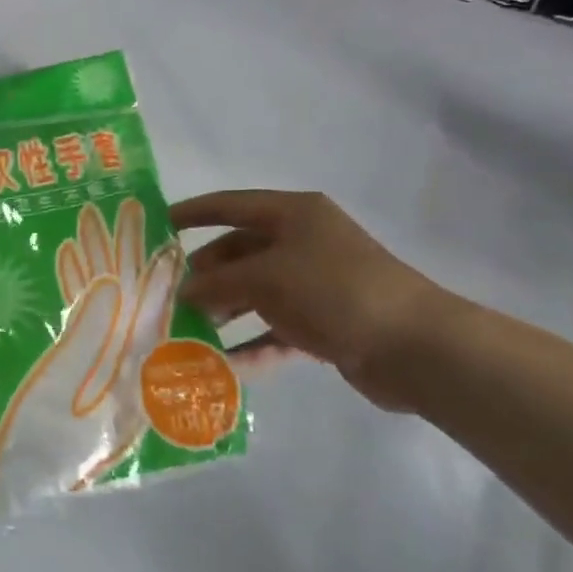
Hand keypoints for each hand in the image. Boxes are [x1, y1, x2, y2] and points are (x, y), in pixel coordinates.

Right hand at [170, 190, 446, 409]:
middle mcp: (303, 242)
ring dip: (224, 312)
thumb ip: (218, 283)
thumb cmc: (334, 290)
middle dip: (206, 274)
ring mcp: (315, 284)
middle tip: (169, 295)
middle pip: (240, 252)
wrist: (414, 346)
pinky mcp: (325, 322)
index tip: (158, 225)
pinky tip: (224, 366)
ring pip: (255, 293)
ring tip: (188, 332)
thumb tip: (183, 291)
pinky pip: (276, 329)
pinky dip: (252, 344)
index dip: (193, 212)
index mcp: (293, 214)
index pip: (231, 205)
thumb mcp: (266, 278)